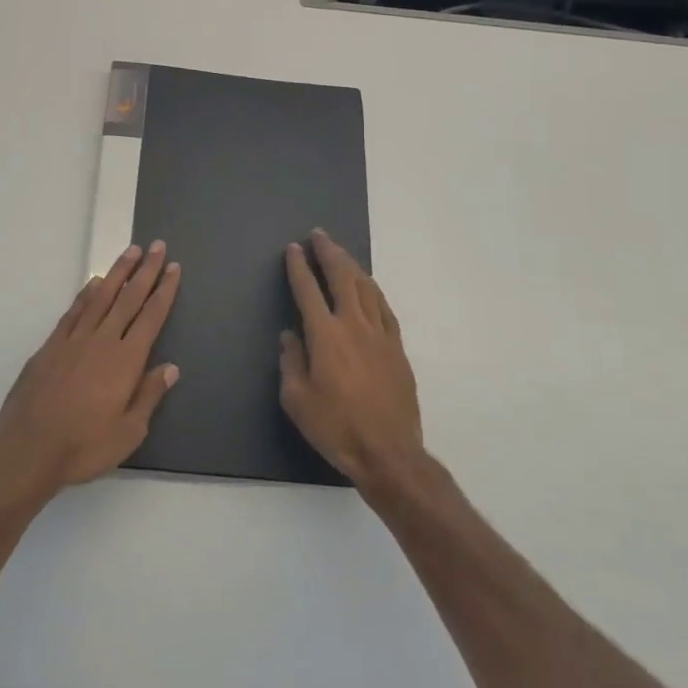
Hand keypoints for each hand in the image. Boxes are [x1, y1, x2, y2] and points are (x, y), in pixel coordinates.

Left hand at [0, 243, 181, 492]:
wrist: (29, 448)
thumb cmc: (84, 446)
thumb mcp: (128, 432)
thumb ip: (149, 395)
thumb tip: (170, 367)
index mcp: (126, 360)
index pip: (151, 317)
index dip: (164, 291)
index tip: (174, 268)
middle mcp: (103, 341)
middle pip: (129, 298)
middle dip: (146, 271)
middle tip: (158, 247)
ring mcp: (74, 340)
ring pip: (101, 297)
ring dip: (118, 272)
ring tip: (131, 251)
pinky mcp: (51, 346)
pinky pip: (74, 312)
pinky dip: (86, 294)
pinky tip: (94, 283)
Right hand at [280, 229, 424, 486]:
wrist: (388, 452)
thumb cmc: (336, 428)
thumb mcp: (297, 400)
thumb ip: (291, 361)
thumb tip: (290, 335)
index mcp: (325, 335)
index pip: (308, 290)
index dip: (299, 267)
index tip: (293, 249)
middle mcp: (353, 325)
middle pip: (341, 278)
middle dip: (329, 253)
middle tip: (319, 236)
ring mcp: (380, 334)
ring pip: (366, 288)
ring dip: (351, 266)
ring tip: (341, 253)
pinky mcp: (397, 348)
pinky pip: (384, 308)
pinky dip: (373, 290)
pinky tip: (369, 286)